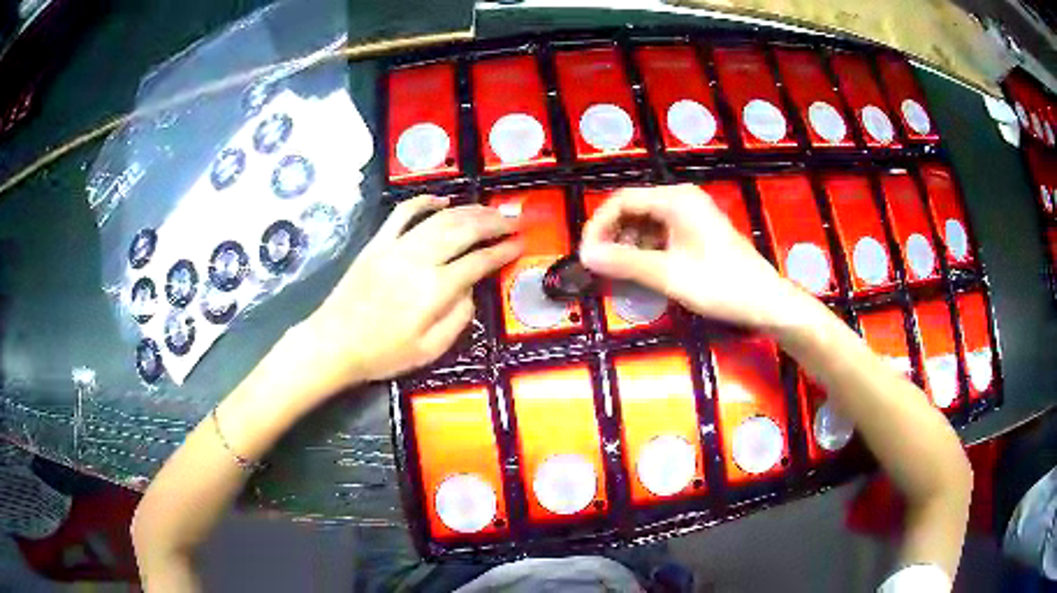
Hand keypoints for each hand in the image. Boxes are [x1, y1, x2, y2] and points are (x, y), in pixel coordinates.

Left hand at [301, 195, 519, 386]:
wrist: (334, 343)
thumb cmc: (382, 353)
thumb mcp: (429, 350)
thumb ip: (458, 318)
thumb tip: (472, 289)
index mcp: (434, 289)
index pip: (479, 261)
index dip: (504, 251)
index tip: (521, 244)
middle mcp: (419, 259)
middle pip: (464, 230)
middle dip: (494, 223)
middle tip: (514, 220)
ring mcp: (396, 246)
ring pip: (440, 218)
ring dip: (469, 210)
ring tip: (490, 210)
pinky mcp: (378, 242)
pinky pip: (403, 213)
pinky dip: (424, 201)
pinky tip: (442, 200)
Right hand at [579, 184, 806, 329]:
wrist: (765, 301)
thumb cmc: (720, 285)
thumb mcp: (668, 275)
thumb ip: (625, 263)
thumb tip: (584, 256)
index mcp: (675, 199)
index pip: (621, 201)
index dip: (598, 226)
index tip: (585, 256)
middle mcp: (681, 199)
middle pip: (633, 210)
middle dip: (612, 236)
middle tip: (600, 267)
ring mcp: (691, 215)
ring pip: (645, 223)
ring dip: (628, 245)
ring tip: (619, 274)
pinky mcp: (697, 231)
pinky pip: (661, 234)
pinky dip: (646, 251)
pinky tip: (643, 272)